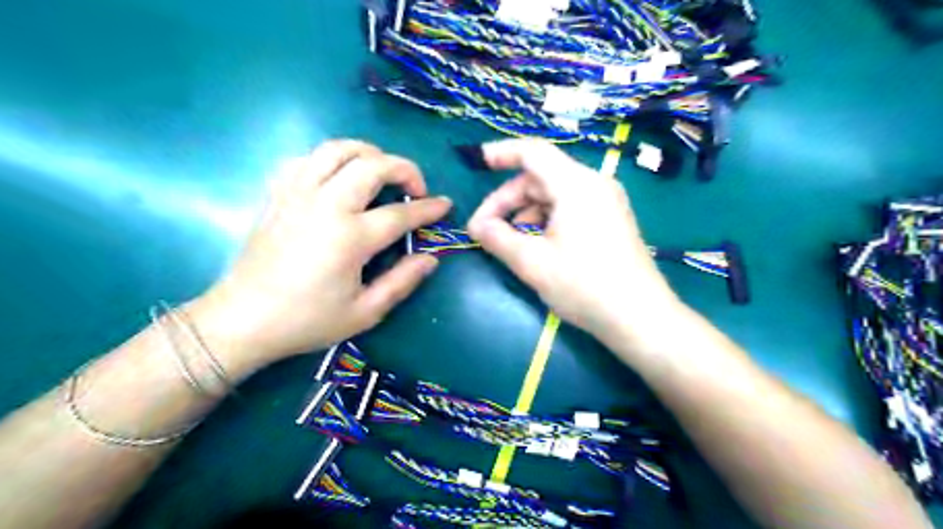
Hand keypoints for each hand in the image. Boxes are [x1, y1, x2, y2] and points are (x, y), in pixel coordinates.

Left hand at [191, 139, 447, 372]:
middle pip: (372, 165)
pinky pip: (306, 158)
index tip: (445, 205)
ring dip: (368, 153)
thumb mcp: (365, 312)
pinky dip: (330, 160)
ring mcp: (298, 194)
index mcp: (350, 238)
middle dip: (404, 168)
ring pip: (337, 149)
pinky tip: (338, 178)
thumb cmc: (308, 320)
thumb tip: (431, 258)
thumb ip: (402, 282)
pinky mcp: (278, 194)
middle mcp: (326, 205)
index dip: (429, 208)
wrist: (243, 319)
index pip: (401, 213)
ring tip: (381, 172)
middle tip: (415, 187)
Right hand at [469, 139, 677, 339]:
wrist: (641, 318)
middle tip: (484, 229)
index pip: (533, 152)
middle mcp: (594, 184)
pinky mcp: (610, 220)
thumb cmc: (584, 286)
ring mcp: (606, 202)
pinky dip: (545, 221)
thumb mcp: (532, 263)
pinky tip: (535, 246)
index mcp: (576, 185)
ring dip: (524, 213)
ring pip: (553, 195)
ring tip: (509, 243)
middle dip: (507, 200)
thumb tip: (476, 225)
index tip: (476, 163)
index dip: (501, 153)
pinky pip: (569, 208)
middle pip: (540, 177)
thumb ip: (497, 238)